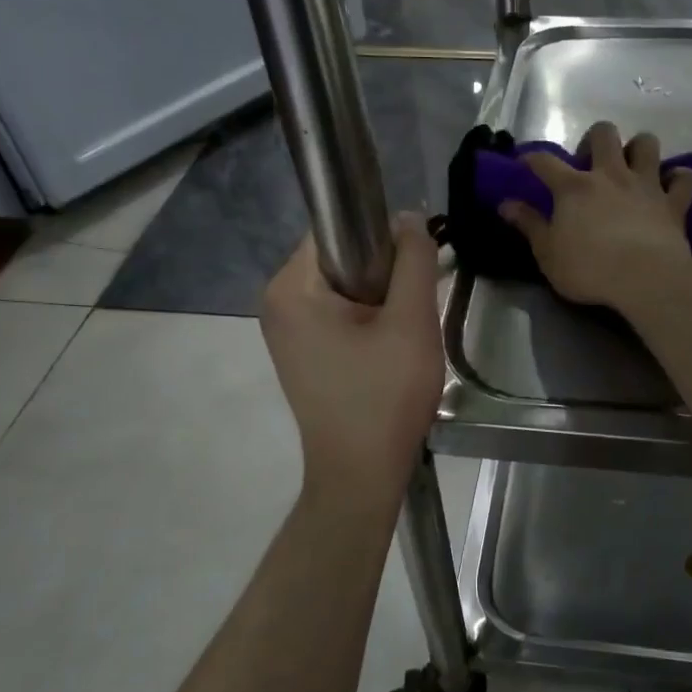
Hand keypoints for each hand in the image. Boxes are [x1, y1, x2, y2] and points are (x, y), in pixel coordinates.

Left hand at [260, 217, 443, 511]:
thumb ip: (414, 261)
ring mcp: (285, 329)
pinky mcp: (299, 351)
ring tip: (401, 335)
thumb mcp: (412, 323)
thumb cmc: (385, 397)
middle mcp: (277, 301)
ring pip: (344, 285)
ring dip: (379, 298)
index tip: (412, 271)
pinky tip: (386, 350)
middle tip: (411, 311)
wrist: (361, 474)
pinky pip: (337, 312)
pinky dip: (366, 319)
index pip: (338, 228)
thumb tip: (408, 217)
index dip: (383, 237)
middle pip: (341, 256)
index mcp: (291, 287)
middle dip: (383, 273)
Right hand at [498, 121, 691, 313]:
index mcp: (574, 187)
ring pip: (646, 143)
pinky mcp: (674, 202)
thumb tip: (506, 204)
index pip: (545, 161)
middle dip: (595, 140)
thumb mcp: (547, 253)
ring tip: (632, 167)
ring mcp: (646, 184)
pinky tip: (672, 186)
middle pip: (604, 133)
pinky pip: (684, 178)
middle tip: (590, 164)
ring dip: (639, 149)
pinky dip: (679, 178)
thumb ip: (529, 225)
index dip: (532, 159)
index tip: (526, 163)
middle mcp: (611, 175)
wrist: (646, 279)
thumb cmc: (589, 269)